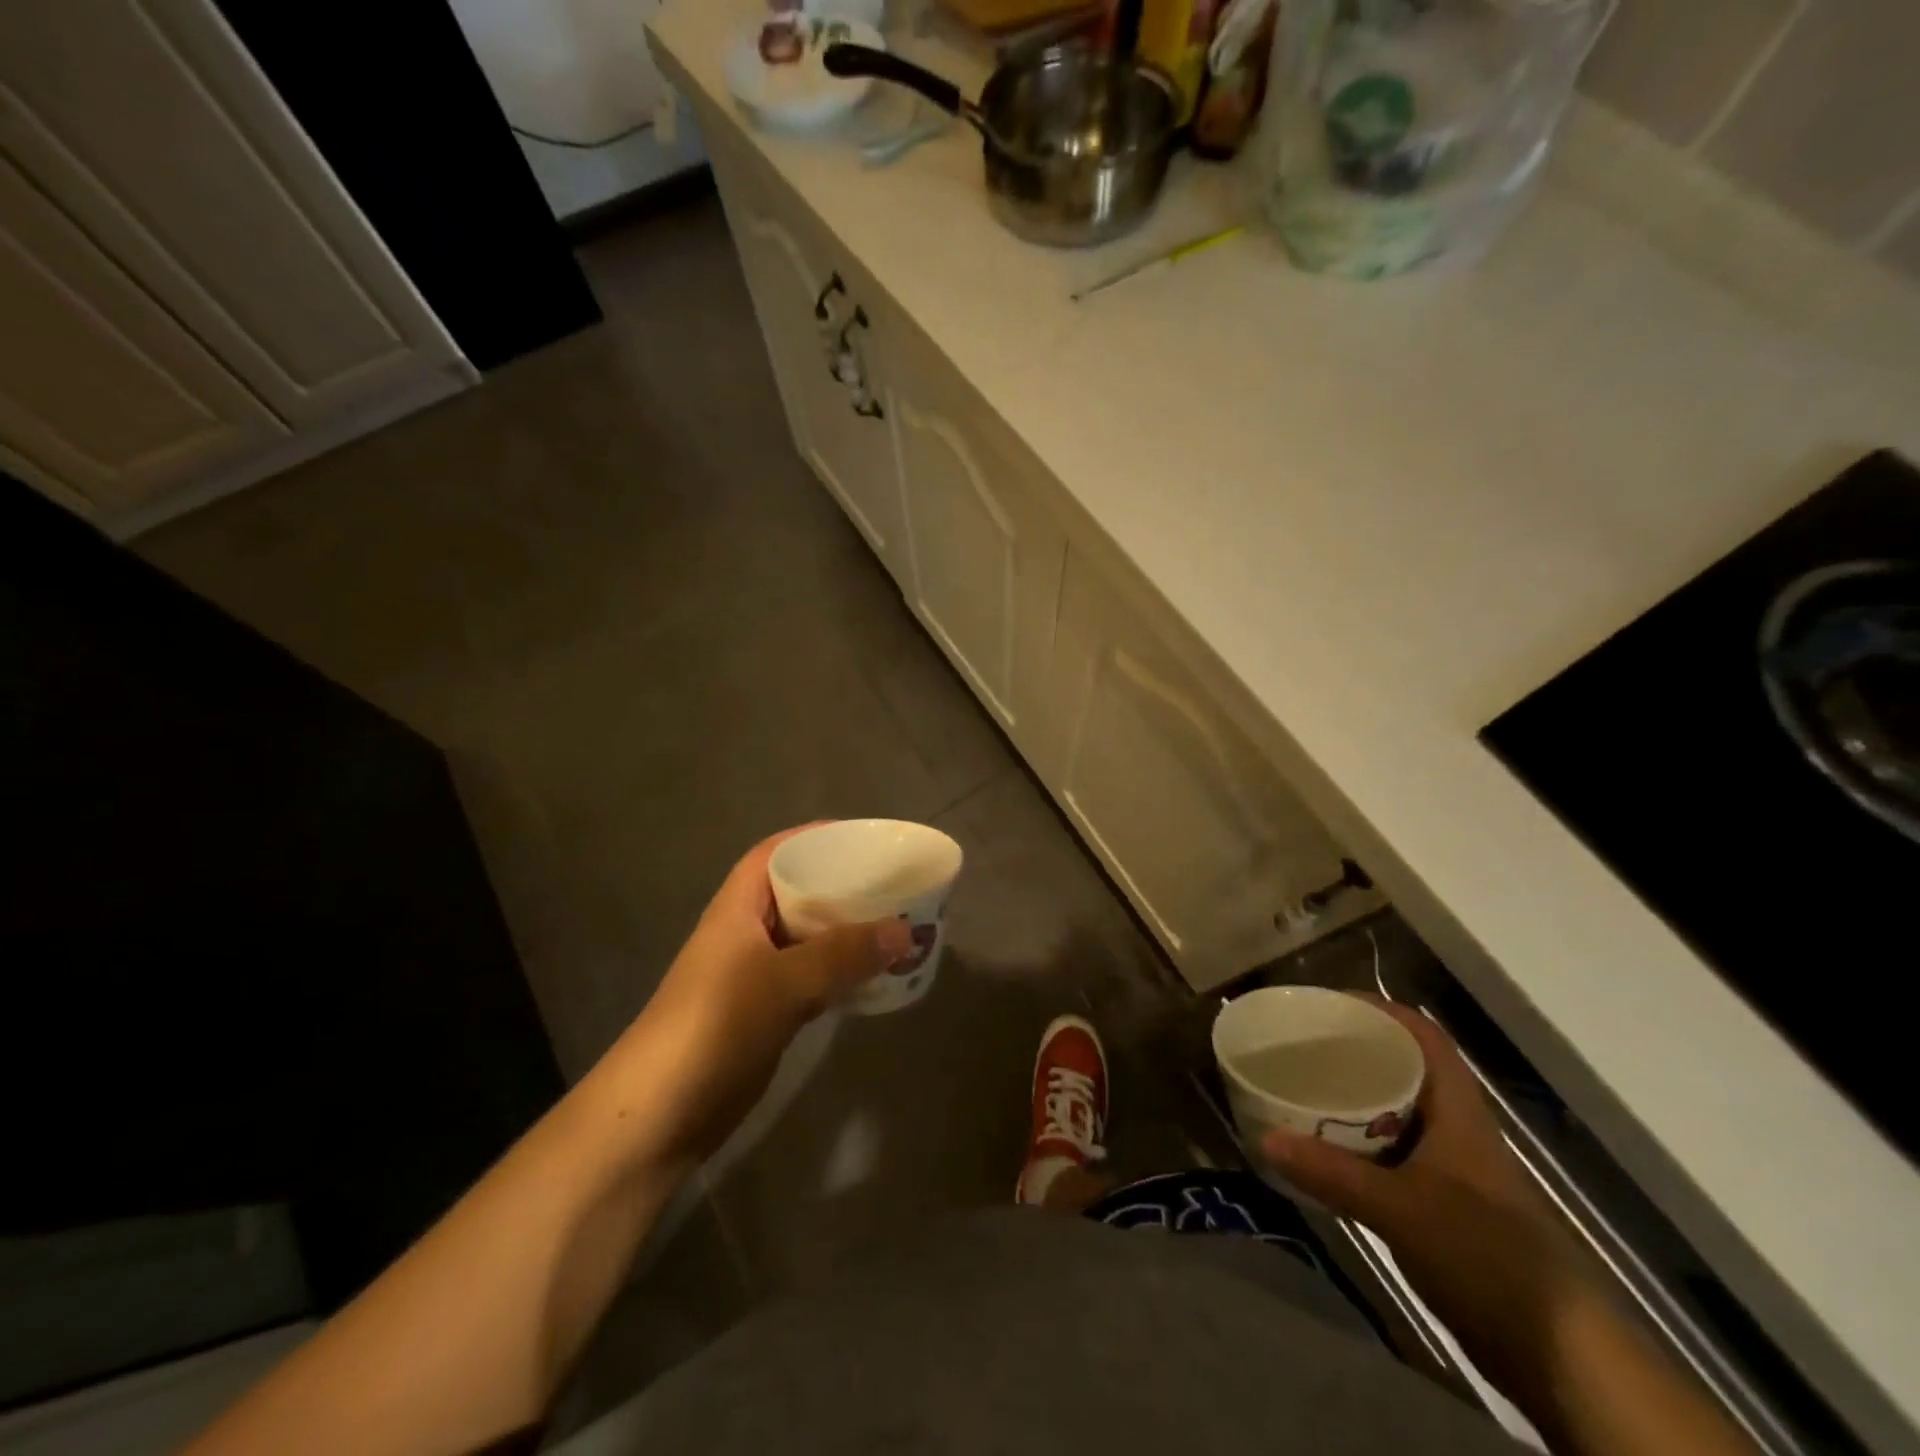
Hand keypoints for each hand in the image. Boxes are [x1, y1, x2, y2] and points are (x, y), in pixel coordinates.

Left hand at [595, 827, 911, 1167]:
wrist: (661, 1113)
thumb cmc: (716, 1025)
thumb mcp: (783, 981)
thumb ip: (844, 954)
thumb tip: (905, 930)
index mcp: (739, 906)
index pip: (776, 852)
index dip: (815, 837)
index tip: (863, 839)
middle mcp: (747, 932)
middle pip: (799, 893)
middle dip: (843, 886)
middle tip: (894, 883)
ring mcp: (755, 974)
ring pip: (809, 938)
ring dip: (848, 932)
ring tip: (897, 924)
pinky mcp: (766, 1012)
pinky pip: (813, 978)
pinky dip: (842, 972)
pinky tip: (876, 975)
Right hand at [1260, 997, 1585, 1376]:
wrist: (1560, 1355)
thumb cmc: (1487, 1256)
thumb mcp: (1402, 1210)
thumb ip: (1332, 1174)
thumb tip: (1265, 1139)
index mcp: (1456, 1110)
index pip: (1423, 1037)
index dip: (1381, 1010)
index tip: (1329, 1003)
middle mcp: (1454, 1128)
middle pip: (1403, 1069)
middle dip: (1354, 1051)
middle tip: (1301, 1044)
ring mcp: (1451, 1169)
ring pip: (1394, 1113)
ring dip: (1352, 1099)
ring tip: (1300, 1087)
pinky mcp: (1442, 1205)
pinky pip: (1390, 1154)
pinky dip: (1356, 1143)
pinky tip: (1323, 1151)